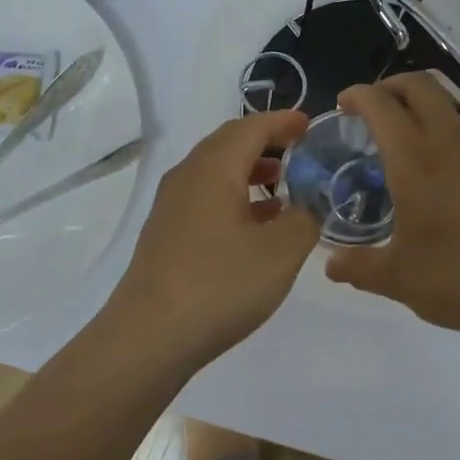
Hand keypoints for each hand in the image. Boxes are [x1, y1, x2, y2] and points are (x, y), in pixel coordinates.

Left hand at [105, 111, 319, 361]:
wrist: (149, 336)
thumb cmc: (220, 285)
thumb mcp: (280, 252)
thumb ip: (304, 219)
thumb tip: (308, 205)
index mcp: (214, 168)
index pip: (252, 127)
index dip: (283, 122)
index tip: (310, 124)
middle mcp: (188, 176)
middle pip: (229, 143)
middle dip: (266, 142)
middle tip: (299, 152)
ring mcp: (171, 205)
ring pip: (216, 171)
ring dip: (250, 171)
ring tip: (283, 188)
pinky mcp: (165, 232)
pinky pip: (205, 197)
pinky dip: (234, 197)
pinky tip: (254, 226)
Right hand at [325, 73, 459, 338]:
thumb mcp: (398, 278)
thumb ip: (358, 267)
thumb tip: (330, 264)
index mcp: (414, 160)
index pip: (381, 104)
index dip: (357, 94)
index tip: (342, 104)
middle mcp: (448, 144)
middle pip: (420, 85)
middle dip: (390, 85)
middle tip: (369, 109)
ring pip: (446, 106)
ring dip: (417, 108)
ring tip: (397, 144)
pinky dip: (438, 134)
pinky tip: (431, 177)